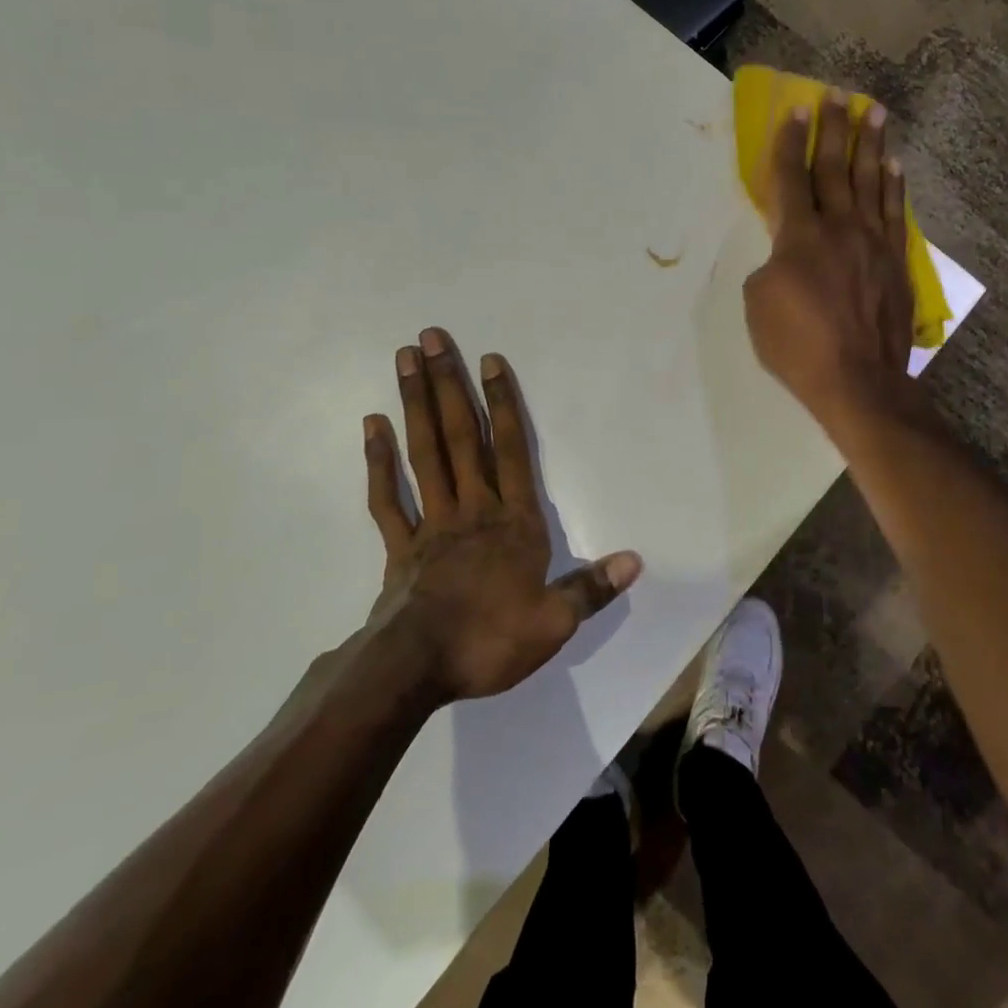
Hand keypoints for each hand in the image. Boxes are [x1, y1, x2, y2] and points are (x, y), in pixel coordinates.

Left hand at [363, 329, 641, 703]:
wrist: (416, 670)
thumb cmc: (490, 640)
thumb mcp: (555, 622)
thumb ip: (593, 587)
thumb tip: (636, 561)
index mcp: (514, 522)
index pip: (512, 450)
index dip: (503, 403)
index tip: (489, 360)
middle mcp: (473, 508)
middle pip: (462, 437)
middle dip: (449, 385)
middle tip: (431, 337)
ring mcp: (432, 523)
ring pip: (425, 453)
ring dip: (416, 405)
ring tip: (404, 360)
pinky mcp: (400, 545)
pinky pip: (387, 497)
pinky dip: (378, 461)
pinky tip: (371, 425)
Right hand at [743, 90, 914, 422]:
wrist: (858, 380)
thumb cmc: (797, 346)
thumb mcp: (758, 304)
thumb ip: (771, 266)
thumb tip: (787, 254)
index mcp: (800, 236)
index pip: (793, 178)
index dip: (792, 142)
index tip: (796, 110)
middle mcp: (840, 228)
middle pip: (836, 168)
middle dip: (835, 129)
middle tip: (839, 94)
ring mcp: (873, 243)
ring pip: (872, 182)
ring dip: (872, 144)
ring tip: (875, 111)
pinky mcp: (895, 262)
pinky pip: (895, 213)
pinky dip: (894, 186)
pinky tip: (895, 165)